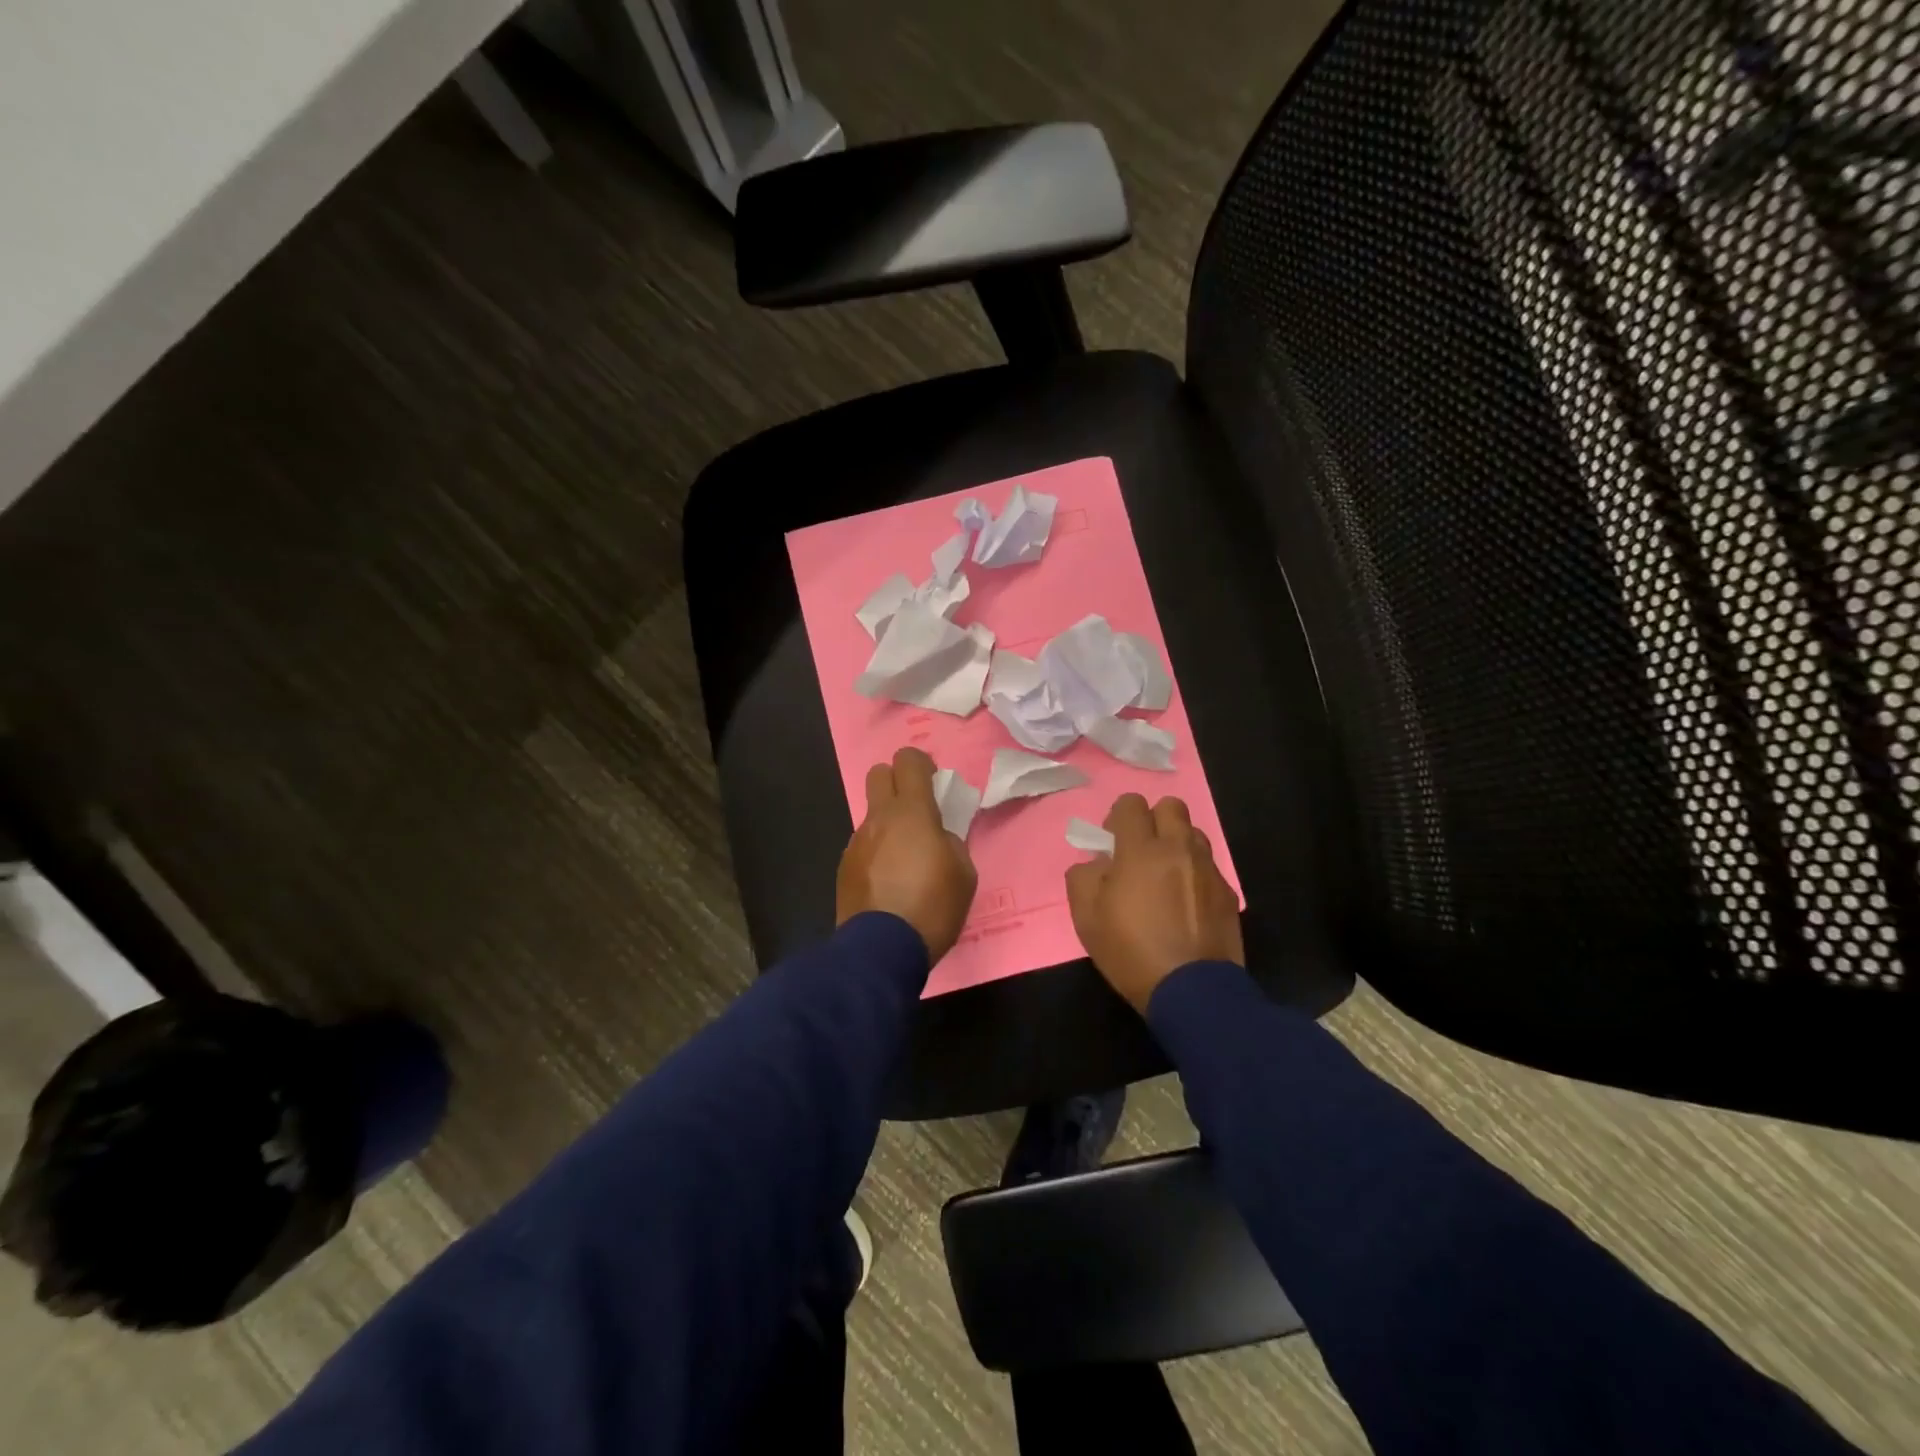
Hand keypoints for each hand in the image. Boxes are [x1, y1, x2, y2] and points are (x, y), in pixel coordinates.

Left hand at [837, 748, 978, 961]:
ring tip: (904, 861)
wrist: (881, 949)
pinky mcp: (844, 867)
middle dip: (896, 781)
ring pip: (871, 815)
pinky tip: (887, 884)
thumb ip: (950, 842)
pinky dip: (876, 853)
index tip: (933, 782)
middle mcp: (879, 819)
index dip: (921, 764)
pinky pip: (863, 846)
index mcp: (912, 812)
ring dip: (887, 824)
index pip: (908, 761)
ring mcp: (856, 842)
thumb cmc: (932, 906)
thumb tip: (936, 838)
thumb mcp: (963, 873)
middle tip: (916, 809)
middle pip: (878, 774)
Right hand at [1066, 794, 1242, 1013]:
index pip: (1131, 804)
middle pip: (1170, 806)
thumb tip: (1097, 863)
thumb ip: (1084, 877)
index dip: (1119, 817)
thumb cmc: (1130, 951)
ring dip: (1176, 843)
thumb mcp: (1086, 917)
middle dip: (1153, 819)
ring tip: (1165, 875)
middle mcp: (1178, 849)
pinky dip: (1194, 873)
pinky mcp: (1227, 893)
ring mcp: (1207, 869)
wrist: (1192, 991)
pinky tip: (1185, 904)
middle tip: (1140, 850)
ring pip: (1193, 833)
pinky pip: (1208, 866)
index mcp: (1140, 849)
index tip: (1113, 843)